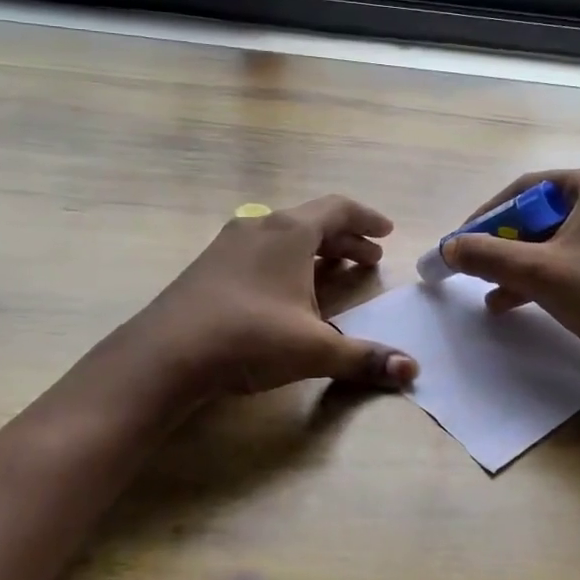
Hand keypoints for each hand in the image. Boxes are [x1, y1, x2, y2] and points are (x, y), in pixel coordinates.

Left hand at [109, 196, 418, 401]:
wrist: (165, 354)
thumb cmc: (250, 337)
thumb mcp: (314, 349)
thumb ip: (365, 358)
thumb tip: (413, 371)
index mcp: (290, 232)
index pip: (338, 208)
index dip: (367, 219)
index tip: (387, 232)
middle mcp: (260, 227)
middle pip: (312, 221)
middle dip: (345, 239)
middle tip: (369, 259)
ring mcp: (229, 244)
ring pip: (284, 236)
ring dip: (315, 251)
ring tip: (335, 273)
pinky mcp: (208, 266)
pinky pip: (261, 251)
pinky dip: (287, 262)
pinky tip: (287, 291)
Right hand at [442, 166, 579, 372]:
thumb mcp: (536, 273)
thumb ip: (486, 255)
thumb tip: (448, 247)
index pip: (526, 188)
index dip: (488, 215)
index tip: (463, 242)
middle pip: (544, 212)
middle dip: (507, 244)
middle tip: (481, 267)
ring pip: (563, 235)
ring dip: (527, 262)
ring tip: (495, 292)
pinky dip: (554, 270)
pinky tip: (524, 299)